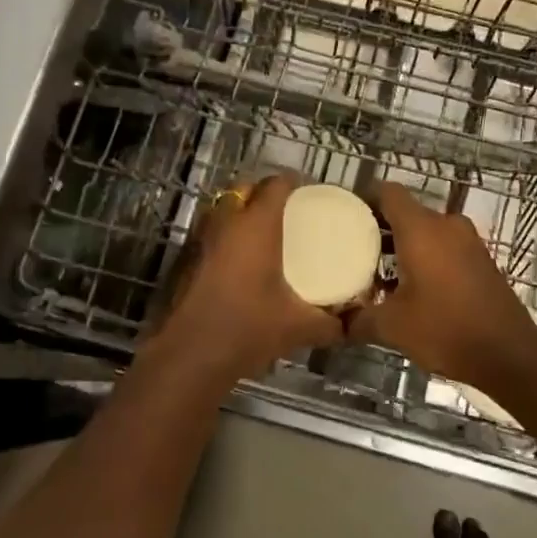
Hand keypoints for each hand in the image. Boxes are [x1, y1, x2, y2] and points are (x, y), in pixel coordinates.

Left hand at [157, 175, 342, 381]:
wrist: (191, 355)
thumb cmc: (248, 328)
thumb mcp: (298, 328)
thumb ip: (330, 324)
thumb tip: (350, 325)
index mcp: (257, 226)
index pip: (275, 184)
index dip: (293, 182)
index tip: (309, 194)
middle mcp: (226, 222)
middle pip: (245, 189)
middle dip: (265, 194)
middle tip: (288, 213)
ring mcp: (201, 239)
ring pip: (223, 210)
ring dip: (242, 213)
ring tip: (265, 234)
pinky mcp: (186, 259)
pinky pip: (211, 233)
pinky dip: (226, 236)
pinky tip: (241, 262)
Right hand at [347, 183, 536, 387]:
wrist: (509, 355)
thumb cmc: (445, 329)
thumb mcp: (392, 327)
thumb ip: (358, 320)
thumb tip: (338, 324)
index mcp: (421, 229)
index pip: (388, 193)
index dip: (365, 199)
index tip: (344, 217)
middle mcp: (446, 226)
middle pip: (406, 212)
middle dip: (379, 228)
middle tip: (352, 250)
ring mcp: (468, 242)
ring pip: (426, 231)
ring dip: (402, 247)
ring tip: (376, 273)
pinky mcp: (481, 260)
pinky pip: (444, 247)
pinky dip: (425, 258)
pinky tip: (409, 288)